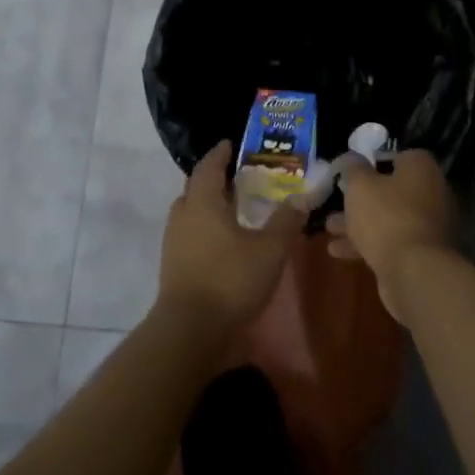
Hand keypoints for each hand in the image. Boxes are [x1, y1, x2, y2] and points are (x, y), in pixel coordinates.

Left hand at [158, 142, 298, 334]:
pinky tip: (225, 241)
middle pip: (196, 188)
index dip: (220, 154)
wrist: (189, 329)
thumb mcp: (269, 249)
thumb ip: (286, 221)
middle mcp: (183, 216)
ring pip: (191, 213)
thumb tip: (301, 198)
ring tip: (235, 209)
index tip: (230, 145)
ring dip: (209, 206)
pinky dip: (205, 229)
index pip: (208, 167)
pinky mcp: (173, 266)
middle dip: (215, 180)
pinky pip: (190, 234)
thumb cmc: (230, 279)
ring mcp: (174, 242)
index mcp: (203, 202)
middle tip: (239, 177)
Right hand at [326, 150, 457, 324]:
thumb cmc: (386, 217)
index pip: (397, 156)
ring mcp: (428, 226)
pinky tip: (338, 251)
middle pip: (391, 190)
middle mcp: (431, 193)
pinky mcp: (421, 254)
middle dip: (360, 199)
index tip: (350, 172)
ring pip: (388, 218)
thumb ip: (352, 168)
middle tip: (335, 203)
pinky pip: (391, 242)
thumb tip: (351, 158)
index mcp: (421, 169)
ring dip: (358, 223)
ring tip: (328, 229)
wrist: (414, 272)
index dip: (372, 163)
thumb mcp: (360, 185)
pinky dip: (367, 244)